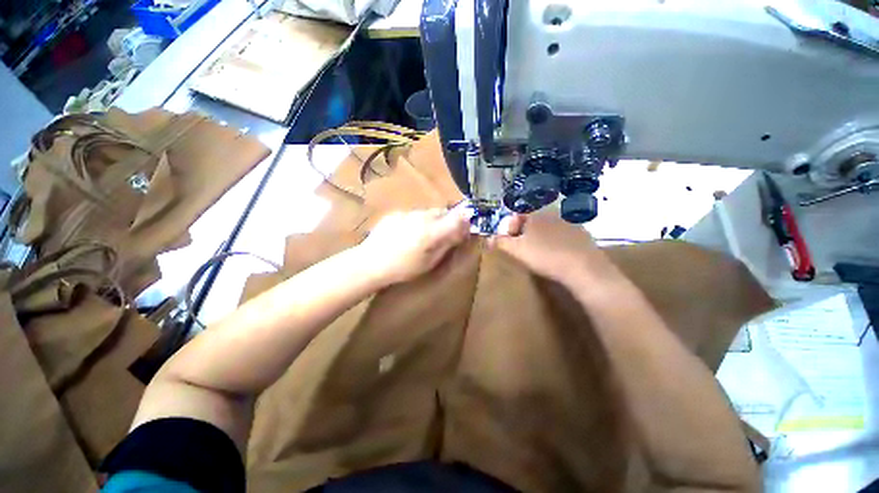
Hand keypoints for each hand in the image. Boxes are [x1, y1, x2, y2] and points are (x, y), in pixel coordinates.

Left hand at [358, 209, 470, 284]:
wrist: (371, 262)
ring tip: (423, 236)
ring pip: (429, 212)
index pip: (458, 216)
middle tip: (443, 235)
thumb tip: (463, 232)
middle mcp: (422, 217)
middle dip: (448, 221)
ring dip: (432, 220)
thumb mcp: (430, 261)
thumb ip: (448, 244)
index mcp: (432, 231)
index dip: (466, 220)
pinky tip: (407, 234)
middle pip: (444, 212)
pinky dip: (417, 221)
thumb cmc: (403, 268)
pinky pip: (414, 214)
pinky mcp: (397, 213)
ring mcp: (408, 213)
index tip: (466, 228)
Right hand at [490, 210, 614, 285]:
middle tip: (522, 248)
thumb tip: (487, 238)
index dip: (510, 227)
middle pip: (532, 221)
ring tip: (539, 253)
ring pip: (548, 227)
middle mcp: (552, 214)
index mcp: (535, 215)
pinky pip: (562, 235)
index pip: (517, 215)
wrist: (583, 268)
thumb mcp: (516, 250)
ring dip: (539, 237)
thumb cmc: (545, 256)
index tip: (509, 241)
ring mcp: (569, 223)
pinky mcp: (582, 234)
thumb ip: (500, 242)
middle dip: (523, 232)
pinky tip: (557, 254)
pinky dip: (556, 241)